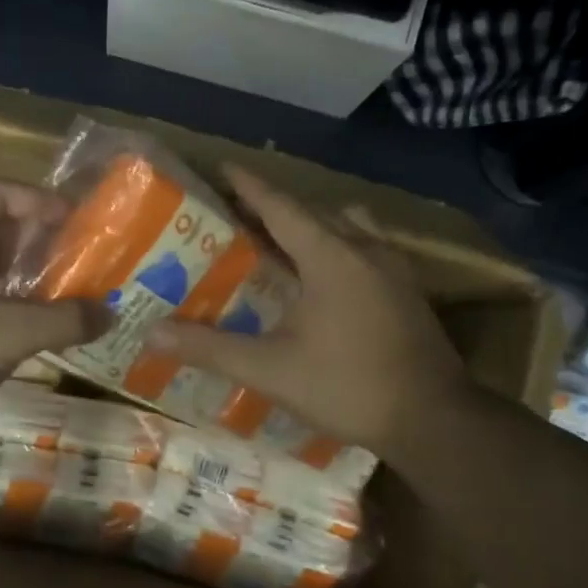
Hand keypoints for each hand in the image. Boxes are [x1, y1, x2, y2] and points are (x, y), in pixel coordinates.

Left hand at [0, 179, 98, 460]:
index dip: (41, 202)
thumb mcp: (3, 336)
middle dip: (37, 238)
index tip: (80, 223)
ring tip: (66, 287)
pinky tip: (34, 319)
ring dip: (23, 270)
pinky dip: (5, 297)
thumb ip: (61, 320)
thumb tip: (110, 313)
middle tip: (81, 256)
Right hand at [144, 166, 471, 459]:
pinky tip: (323, 276)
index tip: (223, 167)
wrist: (434, 420)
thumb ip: (210, 348)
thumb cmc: (348, 386)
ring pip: (346, 226)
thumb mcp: (270, 369)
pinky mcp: (407, 290)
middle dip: (275, 206)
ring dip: (311, 224)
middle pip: (313, 212)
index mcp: (331, 256)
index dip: (249, 186)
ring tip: (280, 240)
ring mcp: (393, 268)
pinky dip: (336, 246)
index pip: (281, 207)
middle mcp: (365, 249)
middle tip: (237, 211)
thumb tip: (152, 333)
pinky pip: (365, 247)